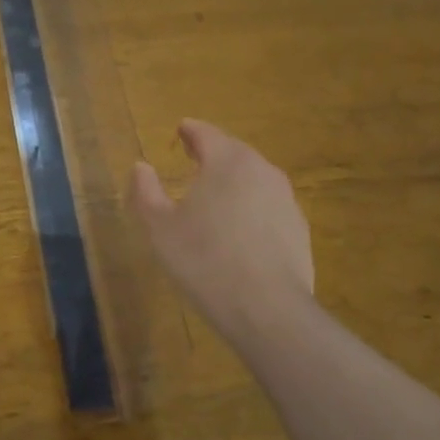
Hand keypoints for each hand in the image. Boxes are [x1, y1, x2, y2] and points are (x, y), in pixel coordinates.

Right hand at [130, 119, 316, 345]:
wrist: (267, 309)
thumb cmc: (204, 260)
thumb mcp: (160, 227)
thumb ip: (146, 191)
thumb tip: (140, 166)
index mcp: (227, 162)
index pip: (206, 133)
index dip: (190, 130)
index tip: (180, 129)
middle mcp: (261, 170)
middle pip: (234, 151)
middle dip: (213, 151)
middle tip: (193, 156)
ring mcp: (285, 199)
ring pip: (254, 177)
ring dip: (233, 179)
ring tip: (214, 192)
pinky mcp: (298, 228)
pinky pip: (268, 204)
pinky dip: (251, 205)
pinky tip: (239, 227)